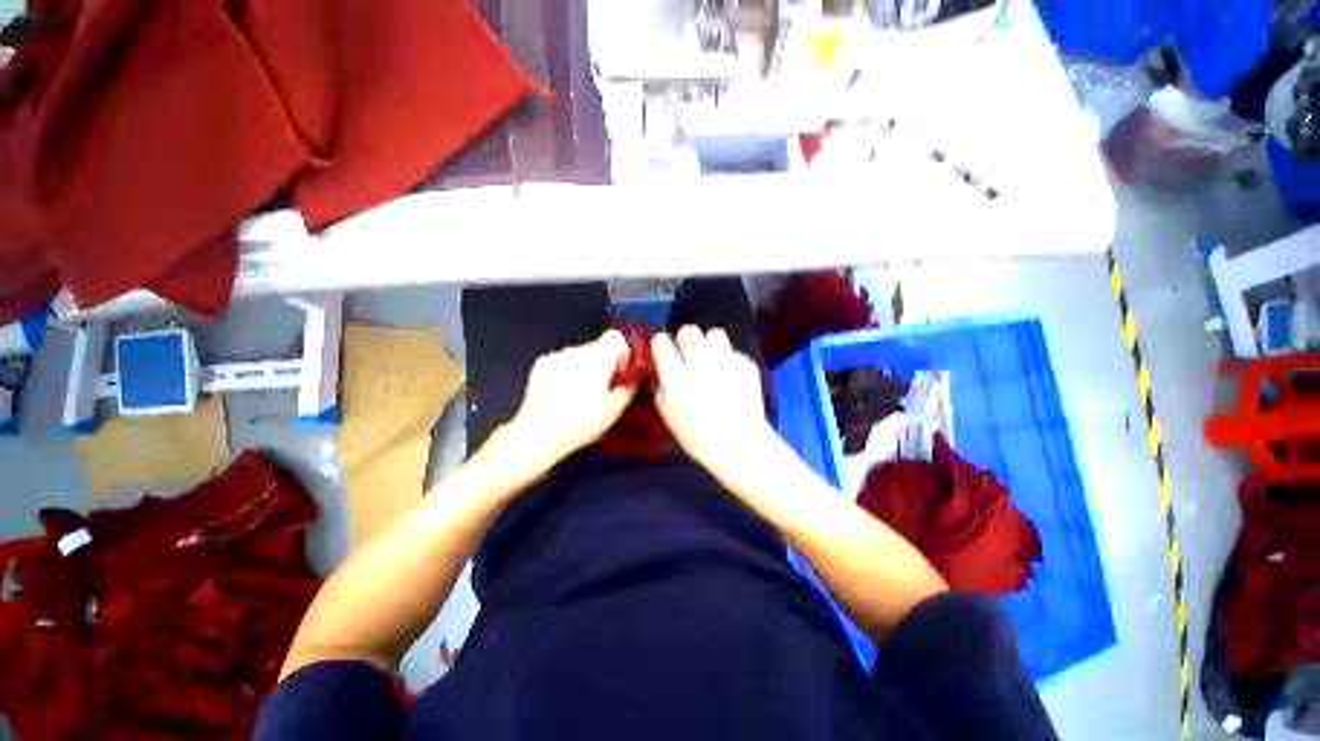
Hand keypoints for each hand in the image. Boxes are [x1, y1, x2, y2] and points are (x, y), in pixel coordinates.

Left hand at [505, 330, 635, 466]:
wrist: (539, 431)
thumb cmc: (581, 420)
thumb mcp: (614, 411)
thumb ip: (627, 391)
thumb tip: (630, 384)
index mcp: (599, 357)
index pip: (616, 337)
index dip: (622, 352)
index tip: (620, 372)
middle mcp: (577, 350)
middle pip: (597, 348)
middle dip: (603, 365)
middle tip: (603, 390)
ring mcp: (556, 356)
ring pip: (578, 356)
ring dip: (583, 369)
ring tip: (580, 396)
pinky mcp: (540, 366)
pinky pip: (560, 363)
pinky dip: (565, 373)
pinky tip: (562, 395)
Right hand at [651, 326, 777, 478]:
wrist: (740, 445)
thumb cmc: (699, 438)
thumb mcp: (670, 419)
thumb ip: (662, 393)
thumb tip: (663, 378)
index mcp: (677, 376)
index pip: (662, 342)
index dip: (661, 343)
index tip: (664, 349)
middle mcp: (700, 363)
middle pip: (689, 330)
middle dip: (685, 339)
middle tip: (688, 354)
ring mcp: (726, 361)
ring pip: (714, 333)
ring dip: (709, 344)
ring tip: (711, 359)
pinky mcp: (746, 364)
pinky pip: (734, 351)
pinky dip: (729, 360)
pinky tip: (730, 376)